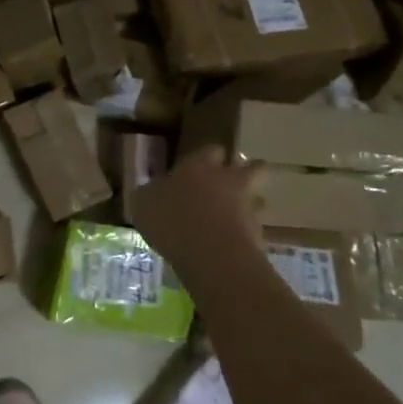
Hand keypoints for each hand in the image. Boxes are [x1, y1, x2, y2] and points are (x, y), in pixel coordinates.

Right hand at [129, 145, 263, 275]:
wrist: (210, 253)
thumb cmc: (171, 219)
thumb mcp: (143, 203)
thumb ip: (151, 193)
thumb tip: (152, 191)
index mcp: (198, 166)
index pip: (211, 150)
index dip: (209, 157)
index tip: (205, 164)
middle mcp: (227, 180)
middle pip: (252, 167)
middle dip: (246, 172)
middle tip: (233, 183)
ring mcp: (248, 206)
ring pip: (258, 199)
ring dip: (250, 206)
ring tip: (235, 219)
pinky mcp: (259, 235)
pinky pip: (255, 230)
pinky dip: (247, 235)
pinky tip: (232, 247)